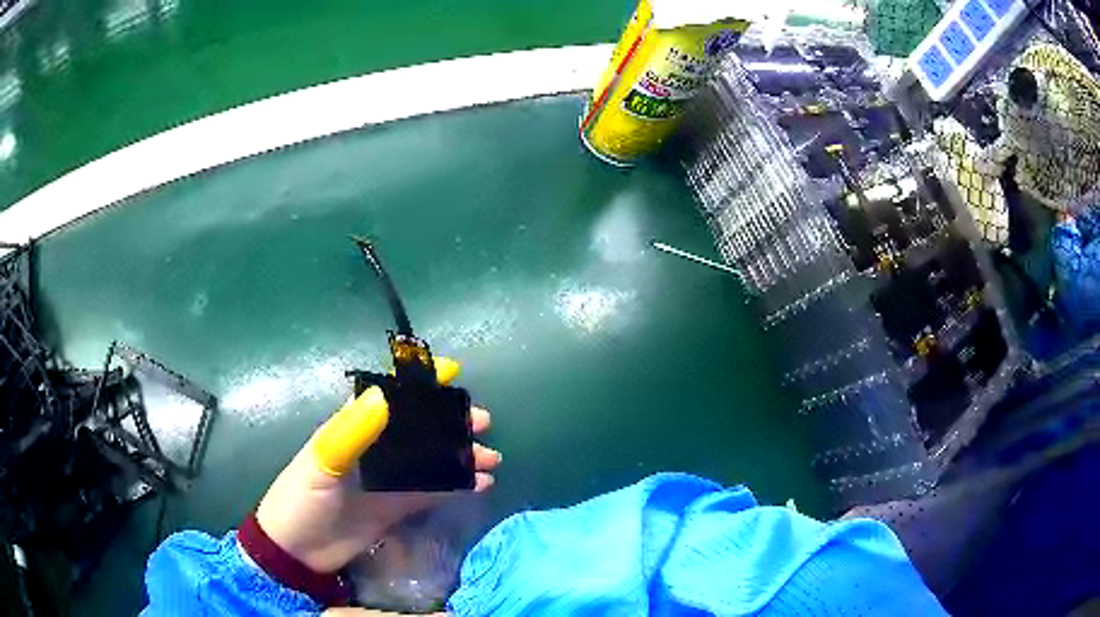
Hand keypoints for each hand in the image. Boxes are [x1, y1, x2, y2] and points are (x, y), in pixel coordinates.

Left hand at [255, 360, 499, 574]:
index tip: (453, 372)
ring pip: (432, 459)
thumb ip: (350, 433)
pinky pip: (433, 491)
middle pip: (419, 427)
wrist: (297, 554)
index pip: (389, 396)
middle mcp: (375, 449)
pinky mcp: (397, 507)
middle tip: (483, 424)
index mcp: (353, 429)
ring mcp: (388, 480)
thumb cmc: (301, 501)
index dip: (419, 382)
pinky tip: (480, 485)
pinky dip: (457, 486)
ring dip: (461, 456)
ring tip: (490, 459)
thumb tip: (382, 395)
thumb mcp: (320, 465)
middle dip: (451, 422)